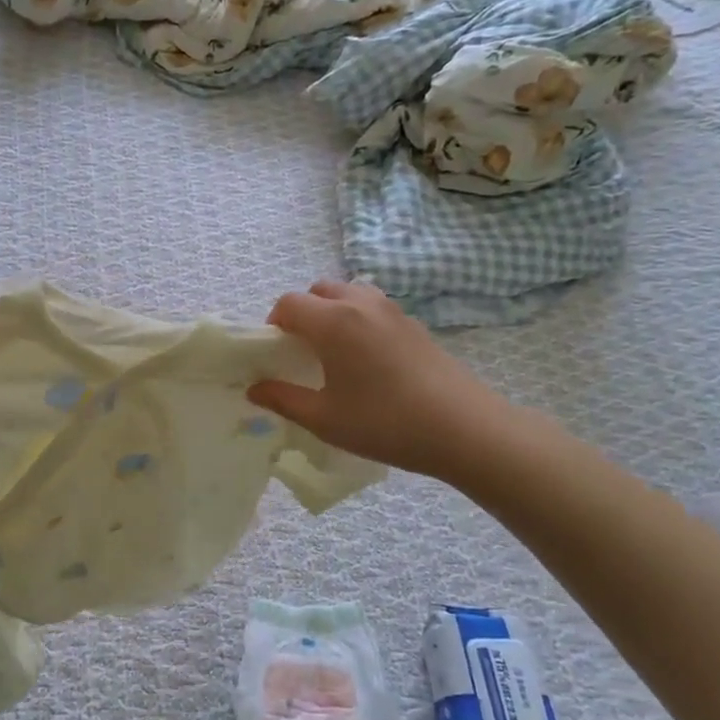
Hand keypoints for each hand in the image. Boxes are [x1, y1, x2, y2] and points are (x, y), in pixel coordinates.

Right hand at [248, 279, 520, 485]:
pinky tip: (368, 362)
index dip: (274, 325)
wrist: (463, 429)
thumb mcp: (324, 419)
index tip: (276, 354)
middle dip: (303, 314)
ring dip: (332, 312)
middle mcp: (361, 304)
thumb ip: (283, 399)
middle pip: (319, 291)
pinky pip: (374, 308)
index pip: (289, 303)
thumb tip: (255, 389)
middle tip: (303, 352)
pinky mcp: (415, 324)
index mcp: (333, 322)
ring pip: (350, 293)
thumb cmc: (385, 423)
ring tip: (334, 353)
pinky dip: (359, 321)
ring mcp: (392, 311)